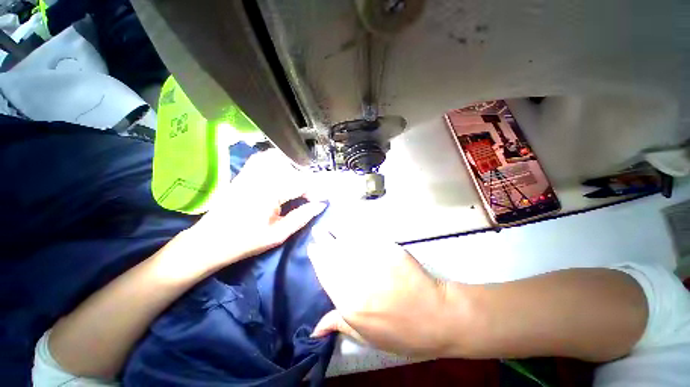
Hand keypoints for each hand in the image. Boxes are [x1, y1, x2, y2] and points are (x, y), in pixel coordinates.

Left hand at [185, 150, 325, 270]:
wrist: (209, 242)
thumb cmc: (245, 242)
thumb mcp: (278, 235)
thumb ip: (302, 217)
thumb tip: (321, 205)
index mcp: (269, 193)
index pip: (301, 183)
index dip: (315, 191)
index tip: (321, 201)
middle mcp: (259, 177)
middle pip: (292, 169)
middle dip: (306, 182)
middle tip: (310, 196)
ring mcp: (249, 173)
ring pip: (278, 158)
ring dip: (293, 169)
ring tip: (298, 184)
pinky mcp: (243, 173)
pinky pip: (263, 158)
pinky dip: (276, 161)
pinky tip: (281, 171)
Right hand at [307, 229, 451, 355]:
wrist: (436, 316)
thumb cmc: (402, 332)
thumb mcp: (367, 337)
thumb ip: (339, 324)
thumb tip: (314, 328)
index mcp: (349, 302)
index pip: (326, 274)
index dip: (318, 259)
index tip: (312, 248)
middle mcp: (357, 278)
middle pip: (334, 255)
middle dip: (323, 241)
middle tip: (316, 231)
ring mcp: (374, 261)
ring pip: (348, 244)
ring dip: (336, 234)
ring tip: (328, 227)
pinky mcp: (389, 249)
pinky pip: (367, 238)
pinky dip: (356, 232)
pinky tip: (350, 228)